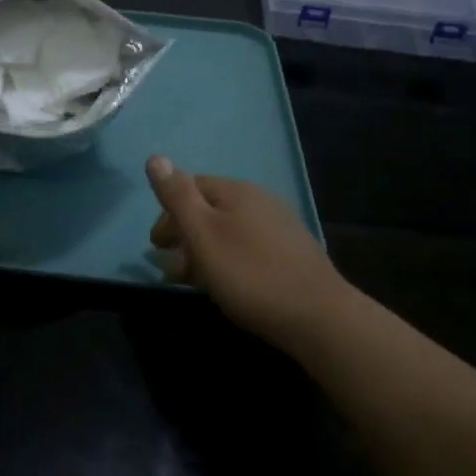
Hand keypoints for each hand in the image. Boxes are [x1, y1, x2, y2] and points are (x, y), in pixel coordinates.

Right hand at [148, 157, 349, 349]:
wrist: (319, 318)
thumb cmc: (250, 274)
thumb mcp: (203, 233)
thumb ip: (177, 196)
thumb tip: (156, 158)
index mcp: (237, 190)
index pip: (191, 186)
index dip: (168, 212)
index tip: (156, 244)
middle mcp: (259, 200)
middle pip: (210, 209)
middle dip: (185, 233)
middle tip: (169, 267)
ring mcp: (280, 227)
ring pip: (229, 231)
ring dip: (204, 250)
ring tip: (192, 280)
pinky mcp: (293, 255)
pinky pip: (248, 248)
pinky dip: (228, 260)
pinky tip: (228, 284)